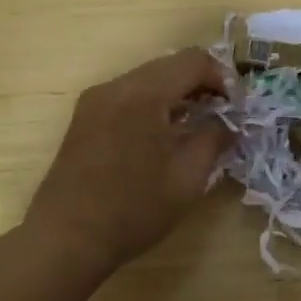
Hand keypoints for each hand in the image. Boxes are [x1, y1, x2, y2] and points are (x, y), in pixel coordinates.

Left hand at [24, 48, 233, 270]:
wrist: (65, 239)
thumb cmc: (133, 209)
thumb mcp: (188, 178)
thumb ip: (214, 140)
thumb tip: (228, 124)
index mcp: (144, 93)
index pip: (194, 61)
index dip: (222, 78)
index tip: (235, 108)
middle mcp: (116, 86)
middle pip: (169, 65)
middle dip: (200, 84)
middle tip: (219, 116)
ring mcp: (95, 100)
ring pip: (148, 79)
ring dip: (176, 94)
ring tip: (193, 128)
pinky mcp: (84, 118)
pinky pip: (128, 95)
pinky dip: (152, 105)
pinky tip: (161, 137)